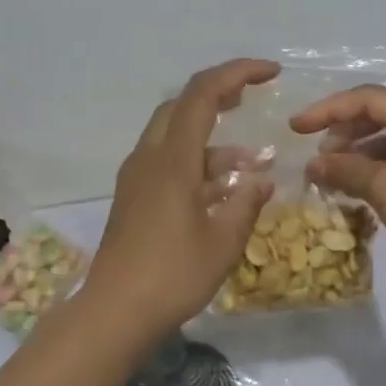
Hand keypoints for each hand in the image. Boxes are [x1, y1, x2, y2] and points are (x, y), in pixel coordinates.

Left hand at [81, 58, 279, 336]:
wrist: (114, 312)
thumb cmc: (172, 275)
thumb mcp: (223, 242)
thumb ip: (246, 204)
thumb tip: (262, 180)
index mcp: (171, 159)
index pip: (202, 94)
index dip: (237, 73)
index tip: (271, 73)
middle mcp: (149, 158)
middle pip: (181, 106)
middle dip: (219, 95)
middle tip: (252, 99)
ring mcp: (137, 179)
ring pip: (174, 137)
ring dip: (212, 139)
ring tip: (252, 162)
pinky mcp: (134, 199)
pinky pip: (167, 163)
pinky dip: (197, 164)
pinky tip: (223, 189)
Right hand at [289, 86, 385, 282]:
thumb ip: (344, 169)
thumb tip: (312, 165)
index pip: (370, 99)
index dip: (328, 110)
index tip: (295, 128)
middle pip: (381, 116)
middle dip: (344, 133)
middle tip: (318, 158)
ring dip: (357, 155)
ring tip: (332, 176)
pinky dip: (375, 172)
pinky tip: (355, 189)